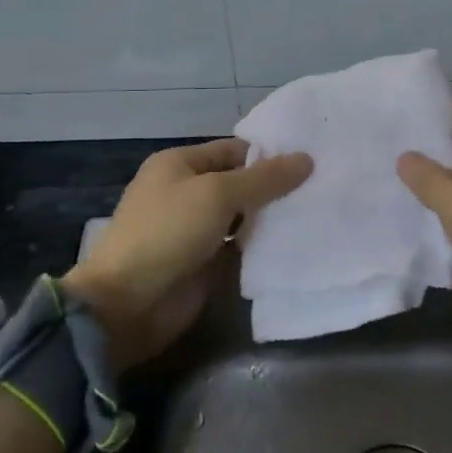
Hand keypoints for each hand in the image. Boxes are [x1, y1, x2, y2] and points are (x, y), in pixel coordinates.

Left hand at [65, 138, 311, 367]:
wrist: (128, 303)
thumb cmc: (168, 232)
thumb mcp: (218, 194)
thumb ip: (264, 179)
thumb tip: (307, 159)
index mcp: (180, 164)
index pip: (234, 150)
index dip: (270, 154)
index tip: (312, 160)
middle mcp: (187, 191)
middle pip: (240, 182)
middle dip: (275, 186)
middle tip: (323, 186)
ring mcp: (195, 229)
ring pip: (243, 216)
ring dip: (271, 217)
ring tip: (317, 212)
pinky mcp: (204, 262)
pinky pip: (240, 246)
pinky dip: (262, 245)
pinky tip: (296, 242)